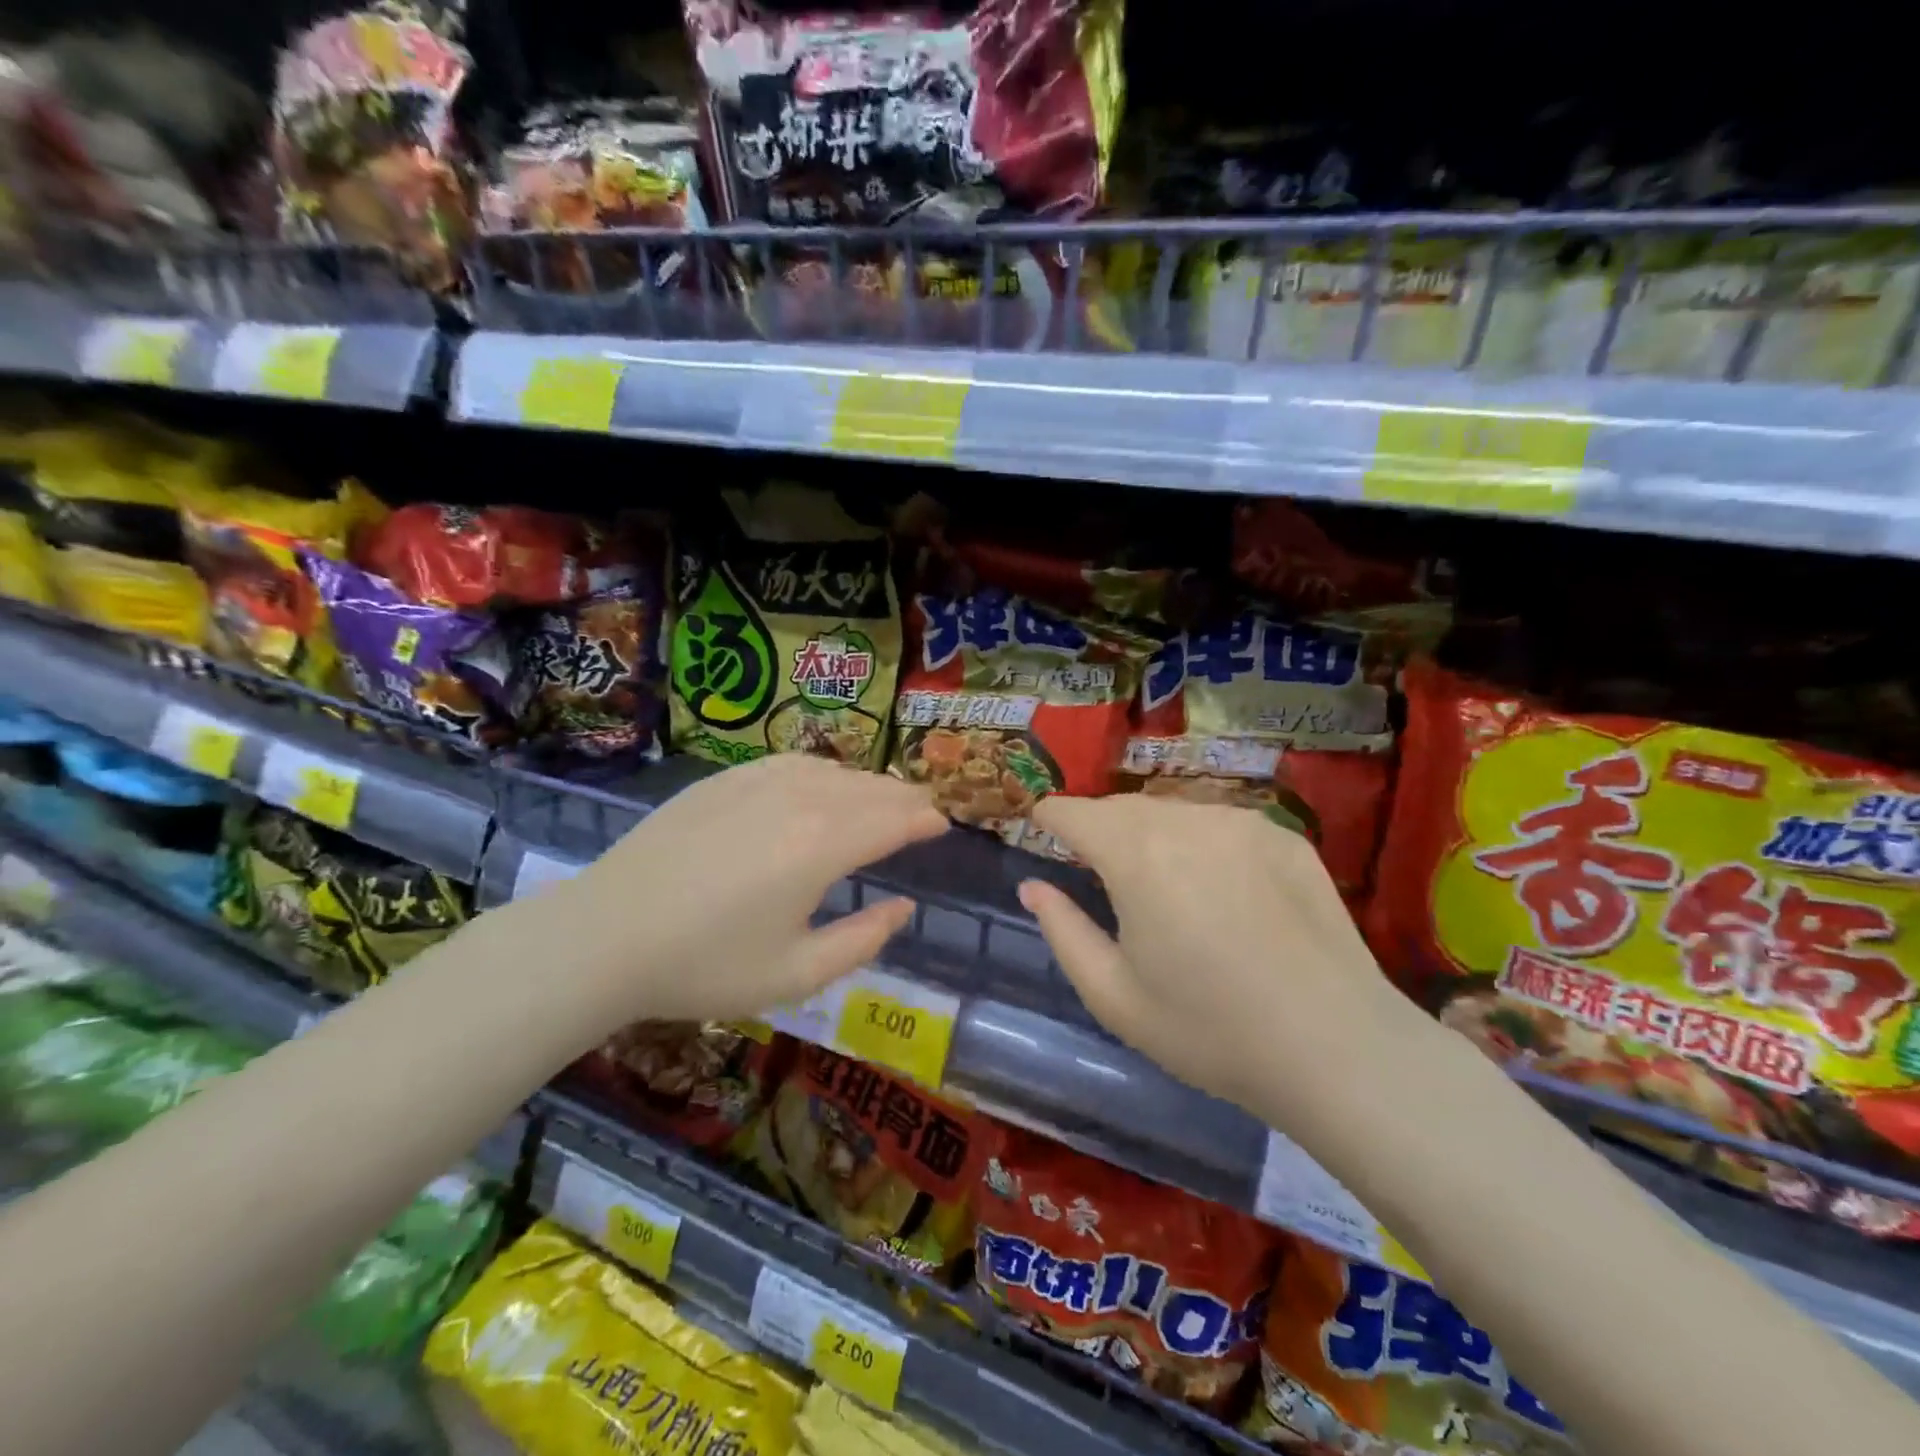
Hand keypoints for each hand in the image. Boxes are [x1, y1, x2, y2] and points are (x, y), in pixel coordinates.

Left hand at [552, 754, 946, 1025]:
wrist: (605, 936)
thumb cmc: (705, 965)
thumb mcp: (796, 974)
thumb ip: (864, 940)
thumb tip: (903, 907)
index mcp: (824, 845)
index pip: (894, 819)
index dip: (925, 819)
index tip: (943, 824)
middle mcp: (800, 799)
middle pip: (870, 788)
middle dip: (904, 798)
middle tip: (924, 810)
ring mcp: (758, 781)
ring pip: (833, 770)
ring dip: (867, 783)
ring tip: (882, 798)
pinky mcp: (724, 779)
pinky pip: (792, 762)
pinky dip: (824, 771)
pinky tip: (822, 782)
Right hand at [1017, 795, 1431, 1119]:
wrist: (1337, 1048)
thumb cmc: (1209, 1030)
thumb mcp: (1113, 995)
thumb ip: (1062, 930)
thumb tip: (1033, 886)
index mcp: (1135, 855)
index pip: (1074, 812)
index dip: (1049, 818)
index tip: (1039, 828)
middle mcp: (1186, 820)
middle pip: (1123, 807)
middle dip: (1098, 826)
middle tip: (1092, 863)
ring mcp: (1242, 822)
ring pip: (1173, 810)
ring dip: (1150, 832)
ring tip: (1156, 878)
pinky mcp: (1285, 836)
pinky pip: (1221, 823)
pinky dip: (1200, 841)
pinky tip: (1218, 888)